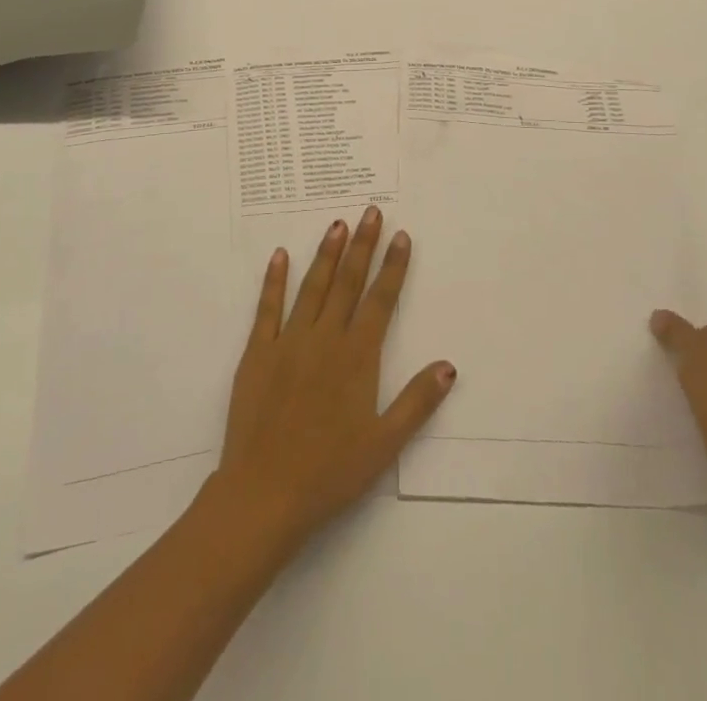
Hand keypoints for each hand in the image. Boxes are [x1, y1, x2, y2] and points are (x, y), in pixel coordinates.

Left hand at [212, 207, 455, 552]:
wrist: (263, 495)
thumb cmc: (329, 473)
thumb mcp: (383, 445)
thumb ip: (417, 402)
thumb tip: (448, 365)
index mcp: (357, 358)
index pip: (381, 300)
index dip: (393, 267)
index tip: (402, 236)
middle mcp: (324, 339)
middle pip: (347, 282)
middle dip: (362, 245)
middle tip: (371, 212)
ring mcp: (288, 342)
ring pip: (312, 287)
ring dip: (326, 253)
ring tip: (338, 224)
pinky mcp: (257, 353)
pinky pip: (267, 308)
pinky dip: (273, 280)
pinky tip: (279, 255)